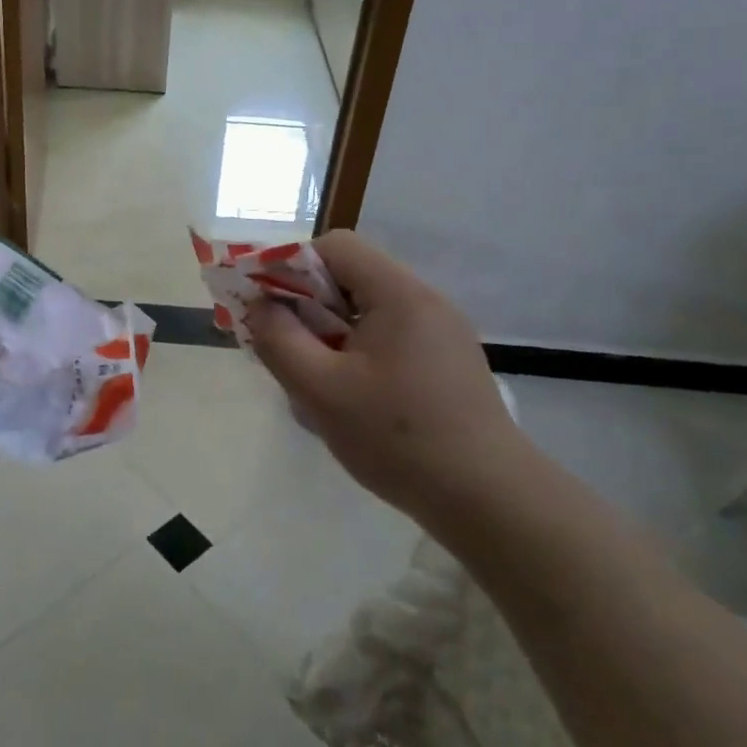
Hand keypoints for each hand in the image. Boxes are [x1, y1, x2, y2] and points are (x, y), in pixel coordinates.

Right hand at [248, 231, 533, 531]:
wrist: (487, 499)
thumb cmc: (397, 438)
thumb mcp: (320, 389)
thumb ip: (279, 339)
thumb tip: (259, 305)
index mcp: (399, 294)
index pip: (335, 247)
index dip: (291, 266)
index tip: (267, 306)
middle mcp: (425, 301)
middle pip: (351, 277)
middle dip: (307, 305)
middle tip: (283, 347)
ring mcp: (442, 332)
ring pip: (366, 311)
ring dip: (330, 333)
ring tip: (314, 380)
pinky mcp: (448, 361)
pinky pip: (388, 337)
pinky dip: (357, 352)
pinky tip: (351, 397)